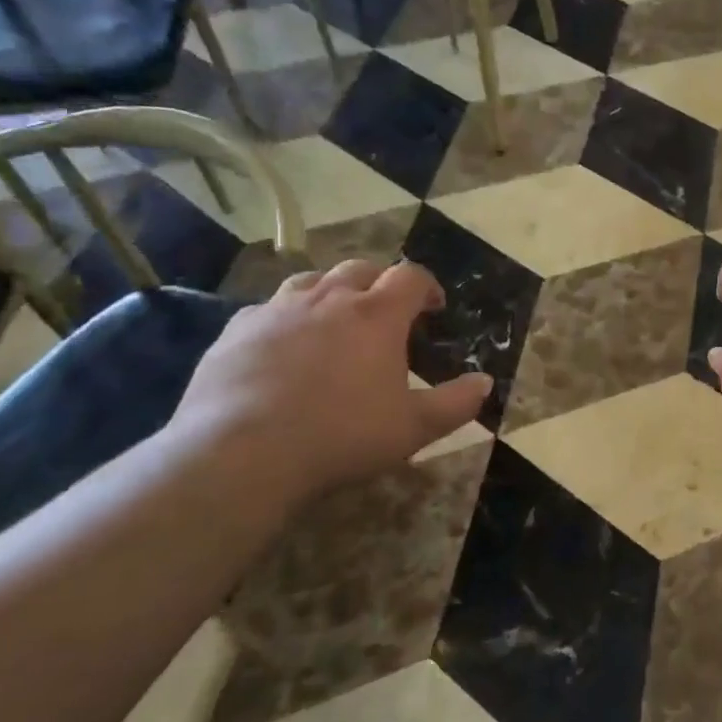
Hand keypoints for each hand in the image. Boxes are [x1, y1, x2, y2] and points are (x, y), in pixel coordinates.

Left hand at [165, 259, 490, 500]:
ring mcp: (277, 310)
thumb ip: (456, 403)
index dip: (427, 286)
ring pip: (312, 281)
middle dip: (379, 283)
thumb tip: (485, 382)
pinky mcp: (236, 330)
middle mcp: (329, 299)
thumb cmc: (342, 436)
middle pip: (360, 269)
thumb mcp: (413, 427)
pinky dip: (286, 317)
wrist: (242, 453)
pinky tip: (284, 346)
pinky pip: (268, 309)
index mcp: (376, 314)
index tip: (433, 307)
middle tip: (386, 312)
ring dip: (332, 292)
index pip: (411, 277)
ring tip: (335, 320)